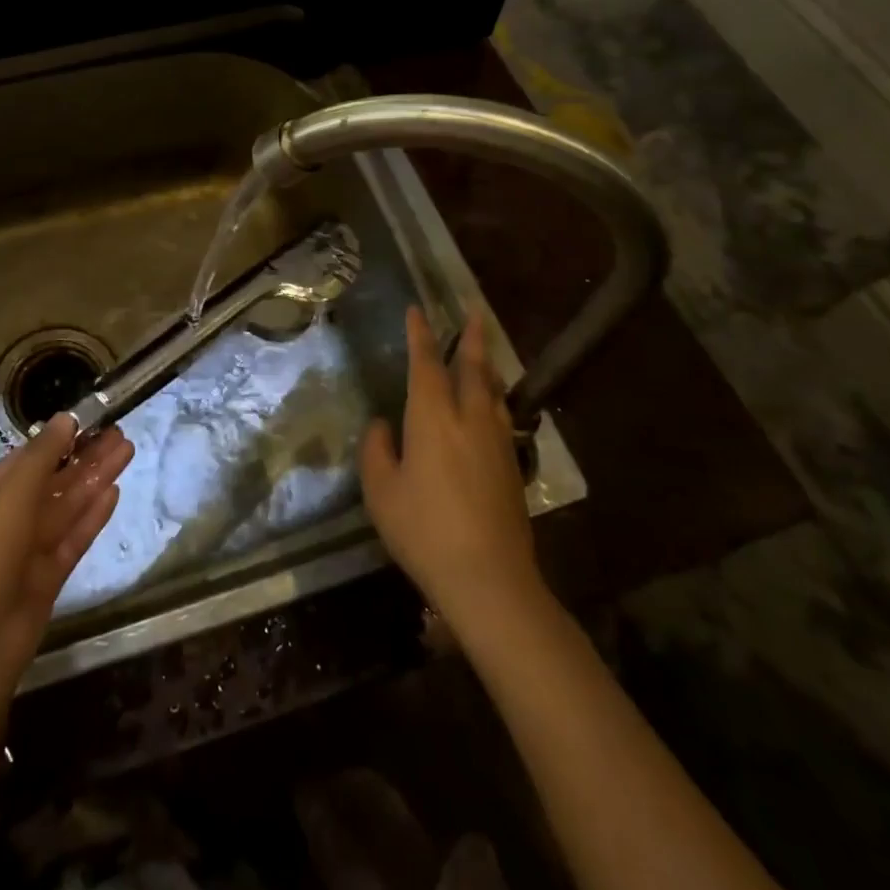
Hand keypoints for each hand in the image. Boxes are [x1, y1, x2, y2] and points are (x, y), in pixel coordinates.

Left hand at [0, 415, 133, 714]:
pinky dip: (92, 515)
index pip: (22, 460)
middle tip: (119, 432)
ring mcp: (25, 551)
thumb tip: (65, 418)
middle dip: (83, 457)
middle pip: (50, 481)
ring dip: (94, 479)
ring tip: (127, 450)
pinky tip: (115, 491)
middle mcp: (2, 521)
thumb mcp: (8, 501)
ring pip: (65, 507)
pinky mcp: (47, 577)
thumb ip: (41, 458)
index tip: (89, 420)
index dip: (56, 440)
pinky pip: (72, 537)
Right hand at [359, 307, 547, 638]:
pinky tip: (493, 408)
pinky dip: (495, 397)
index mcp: (432, 418)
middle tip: (475, 310)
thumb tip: (384, 426)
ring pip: (493, 391)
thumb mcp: (382, 492)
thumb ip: (378, 451)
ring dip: (487, 365)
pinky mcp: (511, 467)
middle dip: (471, 337)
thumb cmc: (424, 530)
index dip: (419, 335)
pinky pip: (502, 416)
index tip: (416, 310)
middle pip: (473, 368)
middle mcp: (469, 419)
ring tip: (483, 352)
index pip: (425, 364)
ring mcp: (496, 443)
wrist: (489, 579)